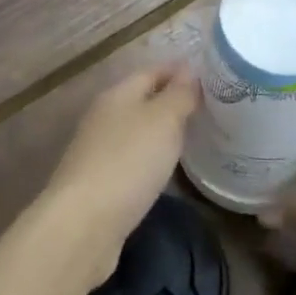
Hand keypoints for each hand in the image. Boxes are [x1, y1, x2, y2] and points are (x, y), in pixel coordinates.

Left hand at [43, 64, 199, 280]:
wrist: (83, 224)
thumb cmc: (128, 162)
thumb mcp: (163, 121)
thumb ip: (178, 95)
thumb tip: (189, 70)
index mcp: (117, 95)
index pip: (152, 72)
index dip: (179, 72)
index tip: (212, 77)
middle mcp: (104, 117)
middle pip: (142, 100)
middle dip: (171, 101)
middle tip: (210, 108)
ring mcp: (98, 151)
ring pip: (136, 131)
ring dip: (161, 131)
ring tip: (194, 137)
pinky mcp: (99, 183)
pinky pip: (131, 160)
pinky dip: (150, 159)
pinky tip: (166, 170)